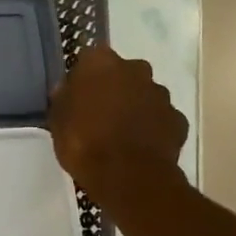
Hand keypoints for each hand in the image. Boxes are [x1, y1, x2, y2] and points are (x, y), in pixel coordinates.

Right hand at [48, 45, 189, 207]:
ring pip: (144, 94)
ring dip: (135, 106)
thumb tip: (67, 90)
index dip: (84, 77)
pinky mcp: (178, 119)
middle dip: (114, 88)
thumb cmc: (83, 142)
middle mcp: (135, 69)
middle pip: (122, 72)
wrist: (128, 176)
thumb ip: (64, 99)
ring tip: (120, 134)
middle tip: (99, 113)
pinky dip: (152, 127)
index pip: (90, 58)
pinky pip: (161, 118)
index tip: (78, 96)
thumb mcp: (57, 121)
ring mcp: (161, 94)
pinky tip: (140, 146)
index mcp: (101, 63)